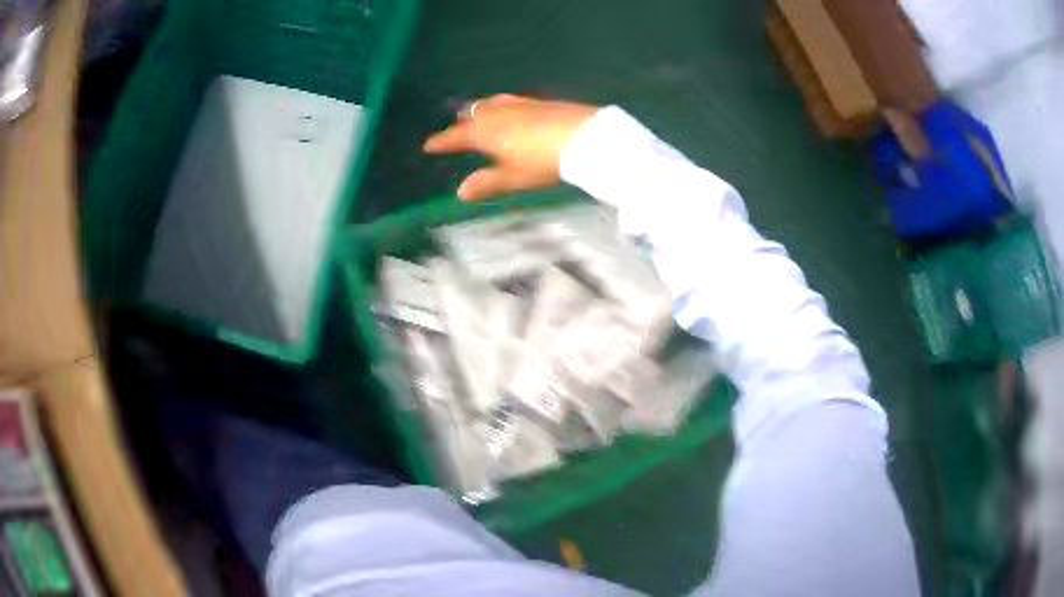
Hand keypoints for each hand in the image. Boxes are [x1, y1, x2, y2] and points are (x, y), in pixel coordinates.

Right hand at [423, 94, 599, 201]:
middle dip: (463, 121)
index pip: (458, 137)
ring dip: (482, 108)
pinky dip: (504, 104)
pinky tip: (514, 108)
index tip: (429, 146)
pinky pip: (514, 101)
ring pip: (494, 103)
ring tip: (478, 111)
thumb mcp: (515, 178)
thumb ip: (488, 183)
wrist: (585, 137)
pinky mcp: (543, 102)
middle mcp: (500, 114)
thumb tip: (461, 192)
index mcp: (487, 132)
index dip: (443, 142)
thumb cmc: (545, 162)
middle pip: (475, 115)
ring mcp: (523, 105)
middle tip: (456, 126)